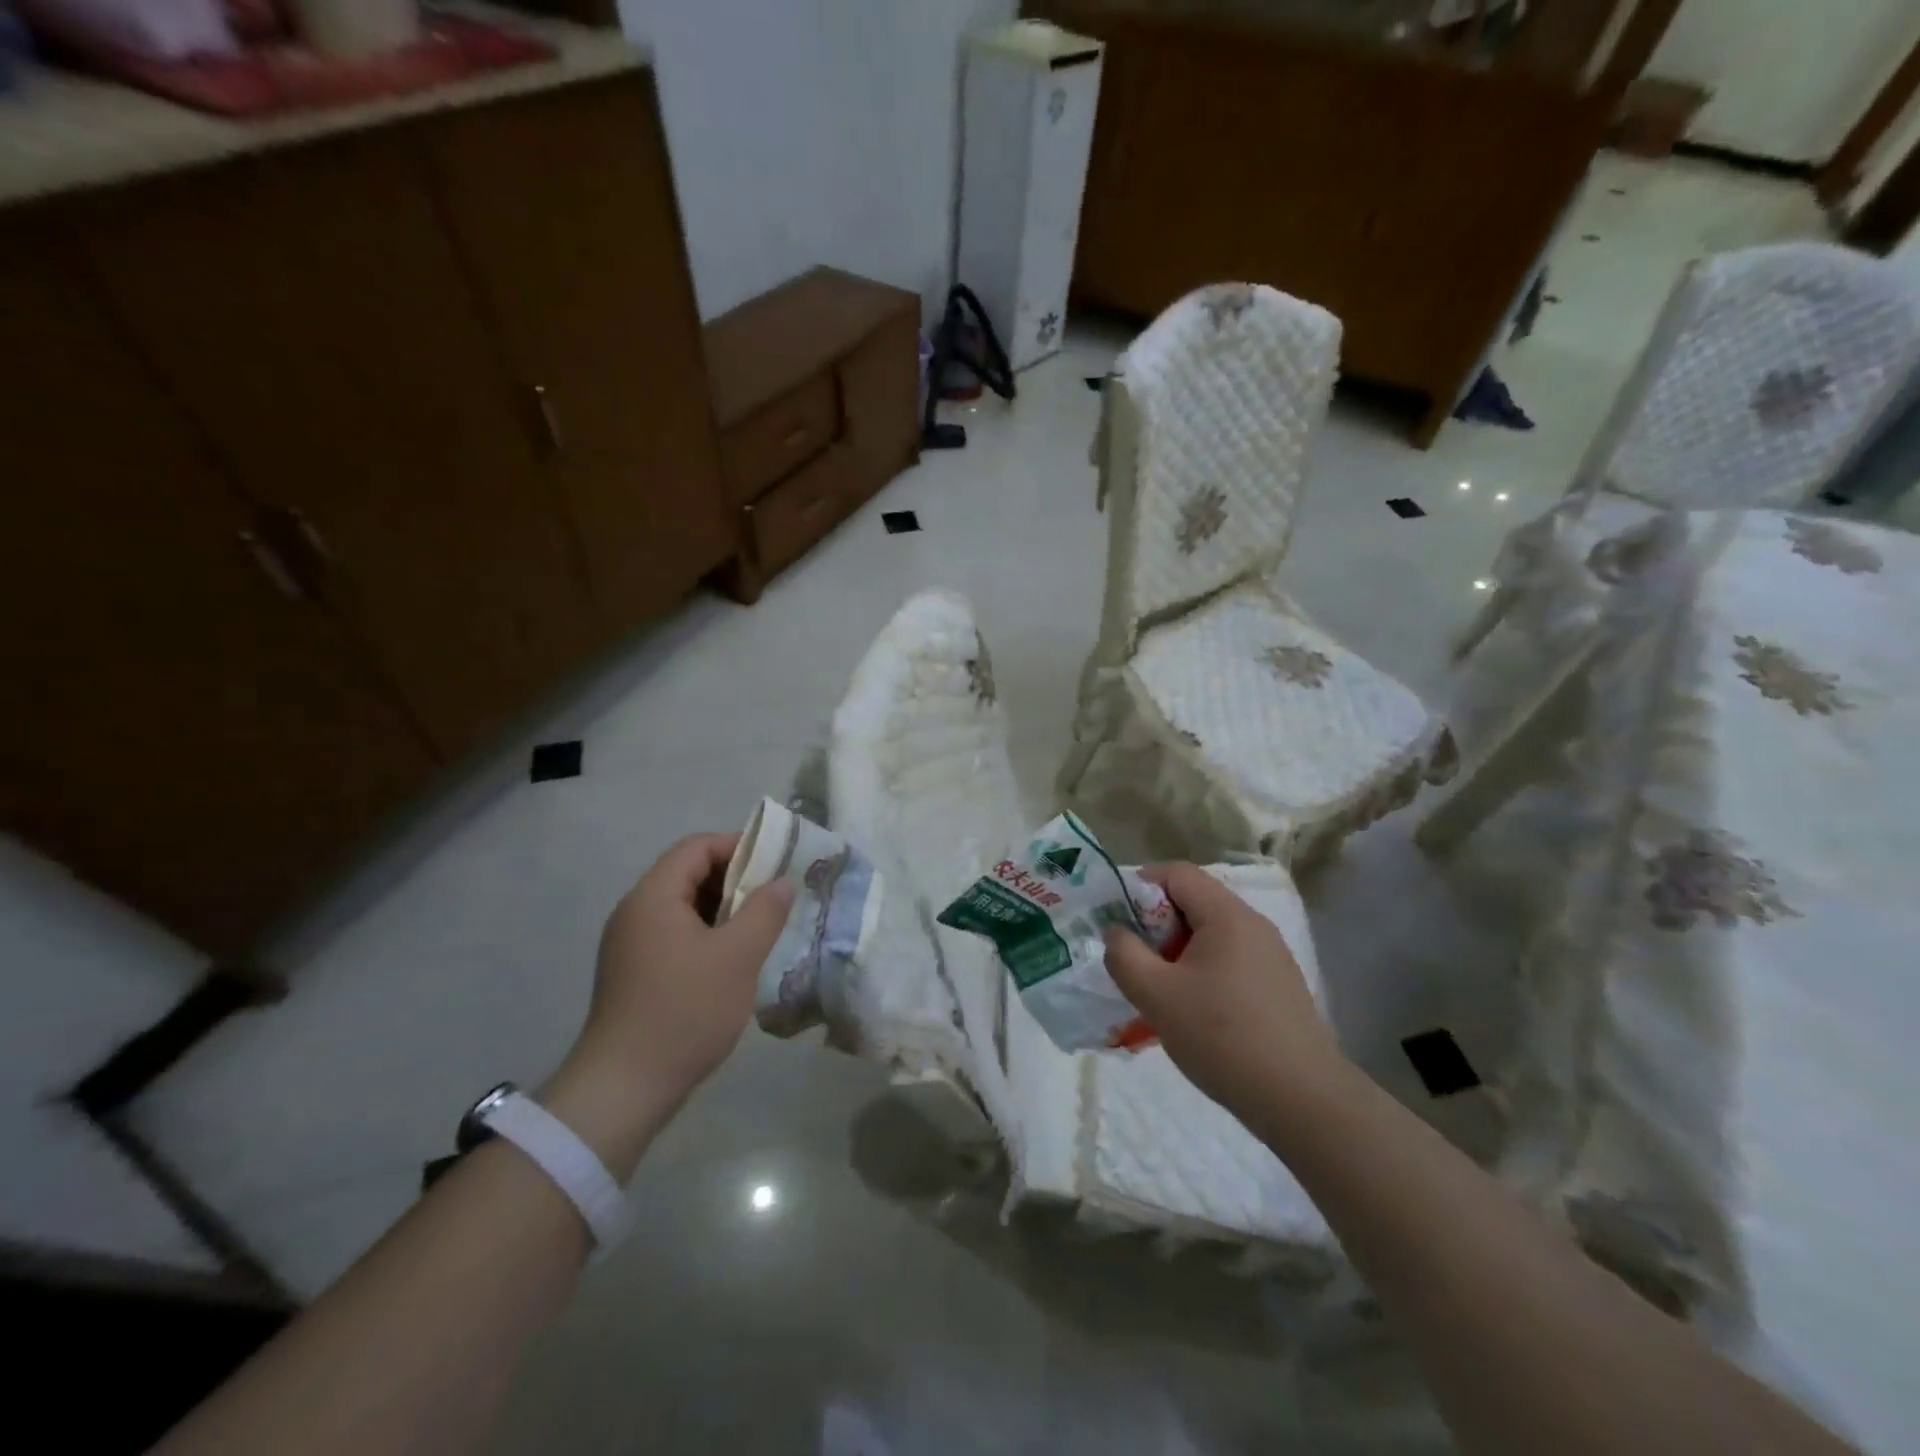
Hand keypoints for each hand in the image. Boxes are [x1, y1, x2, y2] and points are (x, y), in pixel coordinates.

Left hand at [544, 834, 793, 1177]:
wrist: (624, 1088)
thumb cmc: (685, 1011)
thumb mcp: (737, 957)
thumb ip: (765, 912)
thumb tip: (783, 882)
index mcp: (653, 897)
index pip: (696, 847)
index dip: (738, 846)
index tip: (776, 864)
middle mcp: (635, 912)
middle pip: (688, 874)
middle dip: (735, 879)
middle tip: (775, 897)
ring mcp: (631, 945)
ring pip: (684, 908)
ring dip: (724, 910)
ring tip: (761, 927)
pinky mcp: (634, 973)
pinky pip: (676, 935)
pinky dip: (707, 935)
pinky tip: (734, 959)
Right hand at [1104, 863, 1343, 1125]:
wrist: (1302, 1100)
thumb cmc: (1222, 1037)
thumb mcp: (1156, 995)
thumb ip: (1124, 955)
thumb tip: (1117, 932)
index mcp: (1226, 915)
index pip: (1176, 873)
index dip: (1140, 887)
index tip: (1118, 922)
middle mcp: (1253, 924)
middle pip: (1194, 901)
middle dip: (1156, 924)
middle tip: (1134, 960)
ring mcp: (1271, 955)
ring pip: (1211, 934)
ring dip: (1177, 952)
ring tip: (1158, 989)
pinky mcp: (1279, 986)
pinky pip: (1229, 960)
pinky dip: (1202, 971)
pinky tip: (1193, 1012)